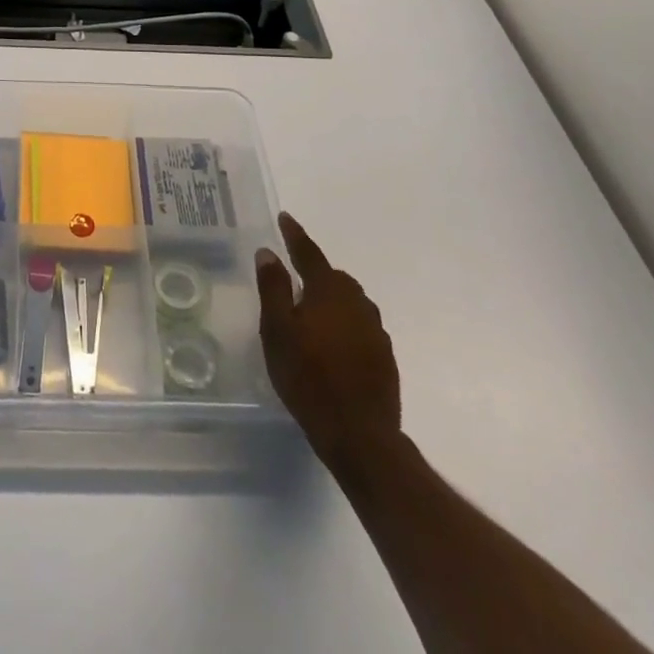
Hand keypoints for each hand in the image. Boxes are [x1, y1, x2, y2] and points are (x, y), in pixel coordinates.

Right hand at [257, 211, 402, 475]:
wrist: (360, 436)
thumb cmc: (309, 377)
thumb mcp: (277, 331)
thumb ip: (273, 288)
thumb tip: (268, 252)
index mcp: (329, 290)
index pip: (308, 253)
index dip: (295, 235)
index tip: (285, 218)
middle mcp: (357, 302)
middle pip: (333, 277)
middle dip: (313, 273)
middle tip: (292, 280)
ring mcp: (375, 331)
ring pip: (349, 302)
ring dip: (330, 301)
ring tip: (310, 315)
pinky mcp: (384, 357)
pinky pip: (359, 327)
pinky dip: (343, 326)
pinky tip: (330, 345)